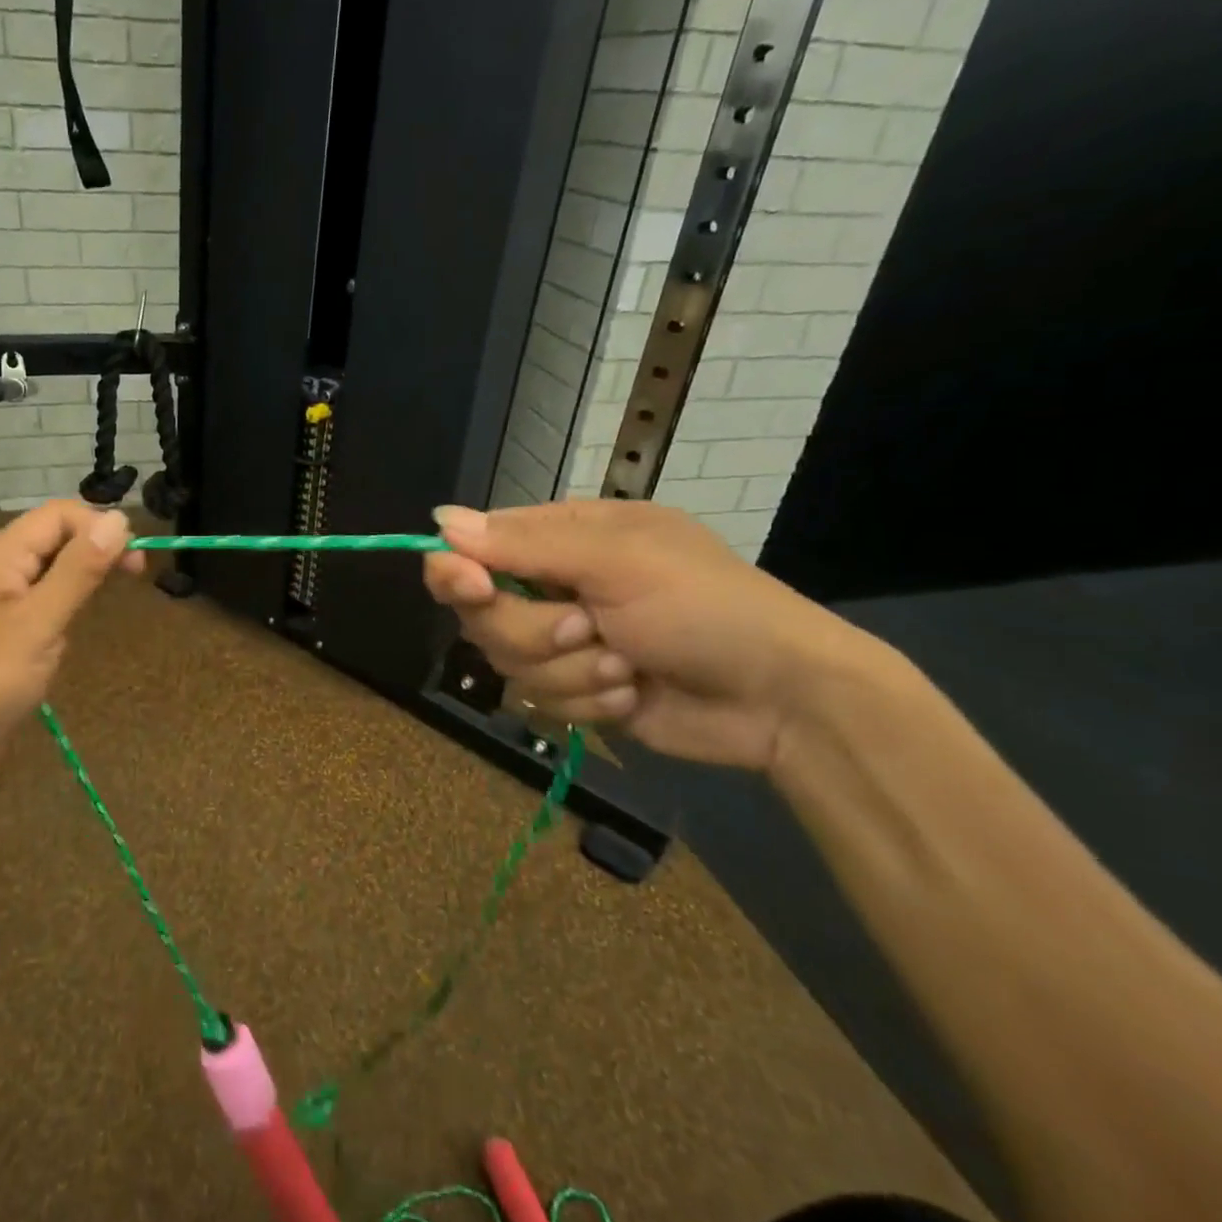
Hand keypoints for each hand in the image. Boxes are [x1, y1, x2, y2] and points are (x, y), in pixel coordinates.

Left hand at [0, 501, 140, 782]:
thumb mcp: (40, 622)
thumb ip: (80, 569)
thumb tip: (119, 519)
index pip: (58, 515)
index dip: (101, 527)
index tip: (137, 561)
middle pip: (51, 537)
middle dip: (93, 551)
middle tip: (133, 577)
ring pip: (45, 568)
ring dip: (78, 579)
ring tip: (100, 607)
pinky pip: (34, 597)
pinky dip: (59, 605)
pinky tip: (66, 630)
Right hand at [423, 500, 875, 771]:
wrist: (781, 697)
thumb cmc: (703, 606)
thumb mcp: (616, 560)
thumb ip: (524, 544)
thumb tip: (439, 520)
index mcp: (563, 536)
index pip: (477, 546)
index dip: (461, 570)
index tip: (471, 588)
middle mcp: (554, 585)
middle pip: (484, 613)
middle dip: (534, 632)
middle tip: (587, 629)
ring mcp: (564, 641)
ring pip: (510, 662)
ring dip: (571, 672)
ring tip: (628, 665)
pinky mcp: (578, 690)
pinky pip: (542, 700)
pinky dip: (590, 702)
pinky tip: (634, 692)